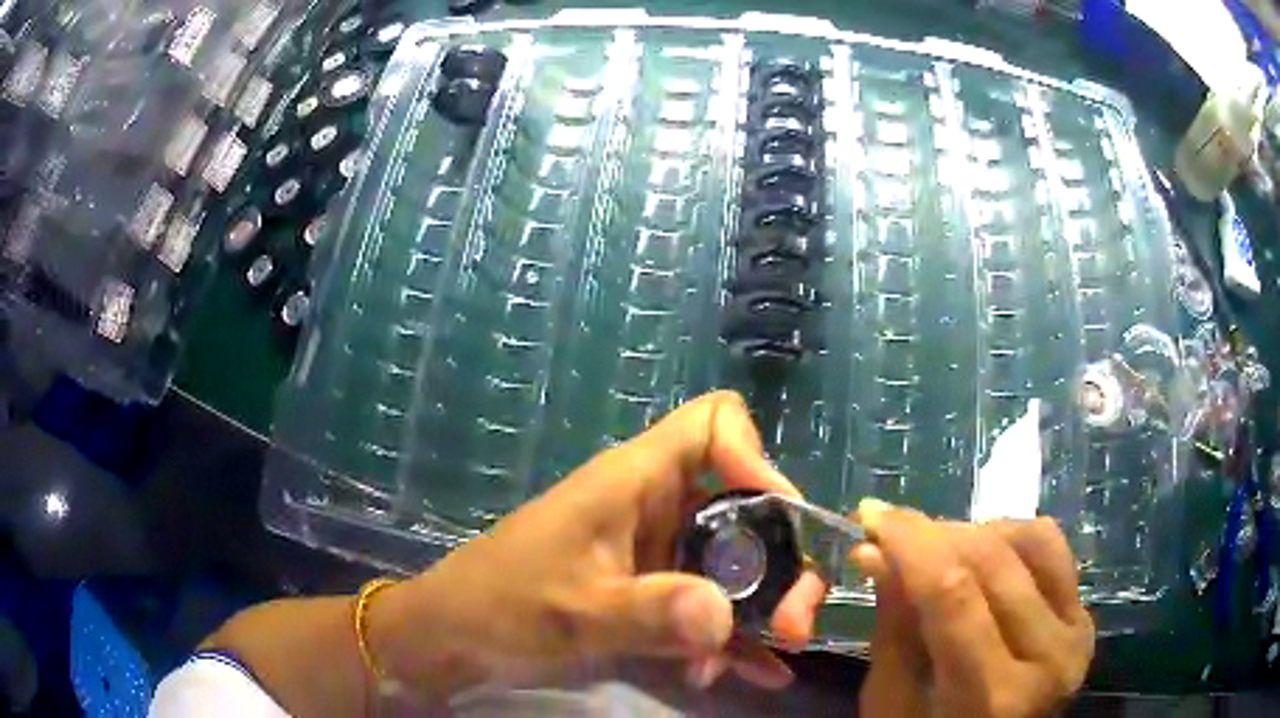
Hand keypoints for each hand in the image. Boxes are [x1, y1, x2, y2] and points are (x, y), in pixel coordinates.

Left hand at [371, 391, 826, 694]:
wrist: (454, 639)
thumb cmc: (500, 605)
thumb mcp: (572, 611)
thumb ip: (647, 613)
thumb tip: (725, 617)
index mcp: (635, 482)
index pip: (714, 424)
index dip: (755, 455)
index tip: (779, 519)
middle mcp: (657, 509)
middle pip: (746, 507)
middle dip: (780, 561)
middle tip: (794, 622)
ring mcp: (658, 556)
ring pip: (737, 563)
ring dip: (766, 606)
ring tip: (782, 650)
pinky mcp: (652, 596)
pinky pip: (711, 606)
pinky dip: (735, 636)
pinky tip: (758, 673)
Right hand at [852, 501, 1094, 717]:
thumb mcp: (892, 704)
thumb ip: (893, 629)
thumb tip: (874, 551)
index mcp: (990, 696)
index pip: (954, 596)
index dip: (912, 545)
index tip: (872, 514)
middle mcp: (1046, 658)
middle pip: (992, 563)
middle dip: (935, 534)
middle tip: (894, 533)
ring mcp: (1075, 634)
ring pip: (1030, 543)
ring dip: (974, 533)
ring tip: (938, 550)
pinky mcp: (1086, 618)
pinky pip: (1053, 550)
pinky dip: (1013, 537)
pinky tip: (983, 552)